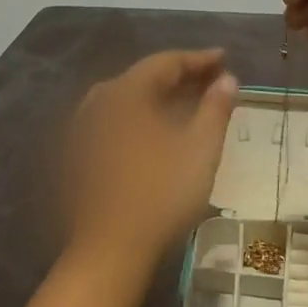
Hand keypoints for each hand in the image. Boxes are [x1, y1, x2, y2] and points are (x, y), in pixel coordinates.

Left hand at [63, 49, 239, 272]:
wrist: (111, 247)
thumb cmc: (161, 193)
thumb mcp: (200, 148)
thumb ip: (215, 108)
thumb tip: (228, 79)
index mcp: (126, 93)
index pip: (165, 62)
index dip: (198, 59)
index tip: (224, 59)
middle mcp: (99, 102)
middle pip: (143, 78)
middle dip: (179, 77)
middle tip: (210, 80)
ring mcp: (84, 130)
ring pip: (126, 100)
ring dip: (158, 97)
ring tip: (185, 103)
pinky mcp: (79, 155)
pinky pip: (115, 121)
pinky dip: (140, 117)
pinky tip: (155, 132)